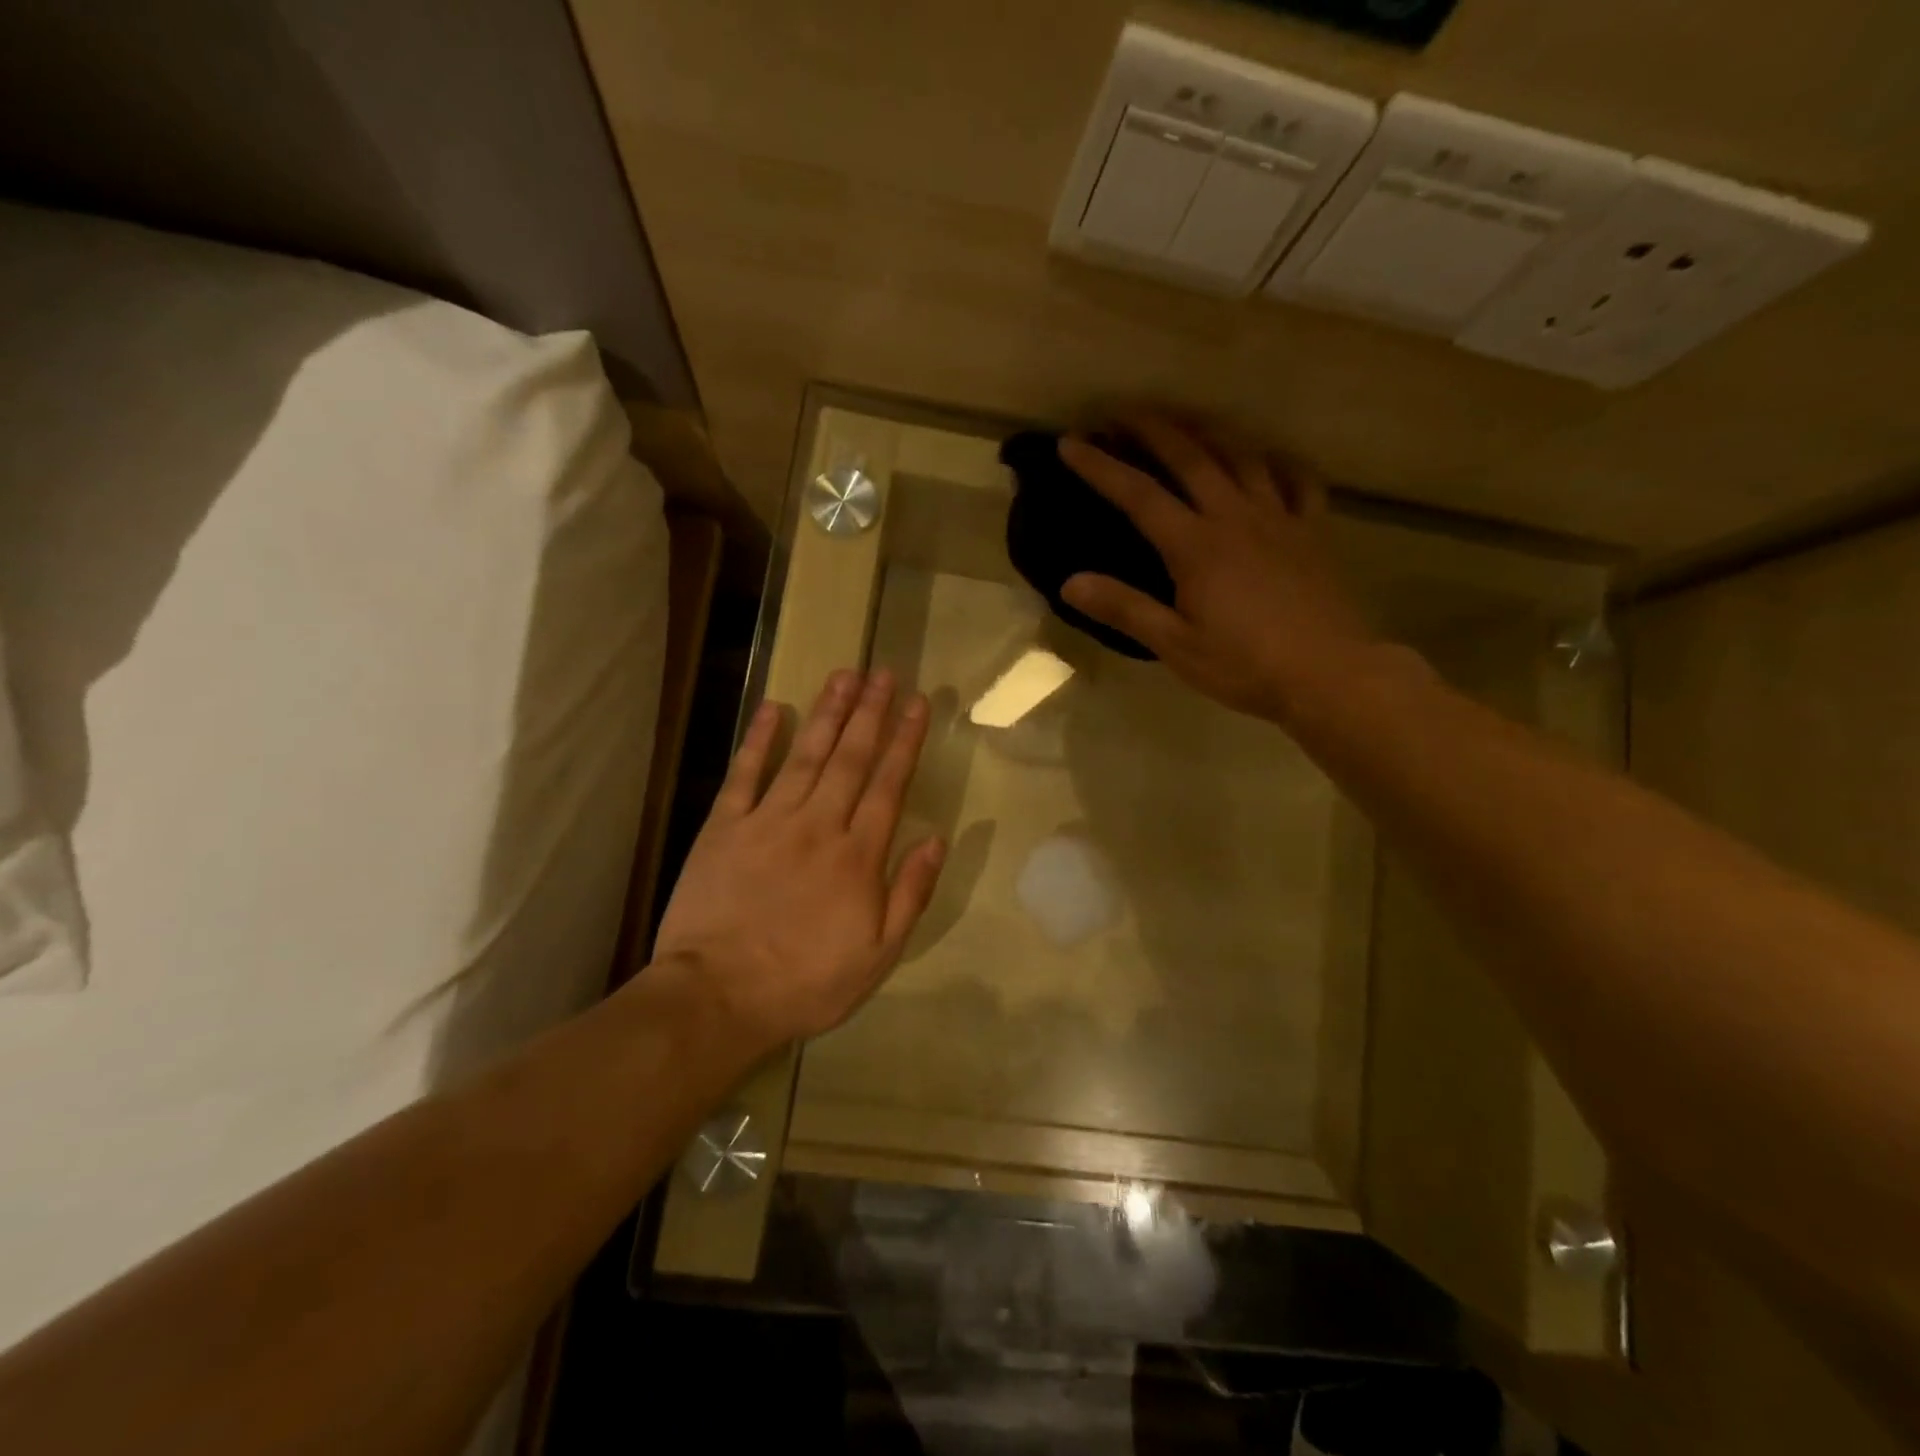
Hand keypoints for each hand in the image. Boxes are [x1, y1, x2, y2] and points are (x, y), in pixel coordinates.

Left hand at [653, 669, 945, 1051]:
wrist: (717, 996)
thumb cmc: (805, 982)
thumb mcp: (878, 955)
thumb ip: (910, 893)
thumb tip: (936, 839)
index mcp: (858, 856)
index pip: (888, 785)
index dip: (905, 741)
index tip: (918, 704)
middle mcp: (818, 825)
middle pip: (850, 758)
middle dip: (870, 712)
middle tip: (884, 672)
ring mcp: (768, 821)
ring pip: (805, 755)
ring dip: (827, 712)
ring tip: (844, 676)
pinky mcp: (724, 827)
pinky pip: (745, 774)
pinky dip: (758, 739)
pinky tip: (772, 707)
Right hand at [1058, 412, 1377, 724]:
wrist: (1329, 674)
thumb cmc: (1245, 665)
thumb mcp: (1175, 645)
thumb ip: (1124, 609)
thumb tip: (1070, 583)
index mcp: (1195, 546)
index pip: (1138, 494)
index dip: (1101, 466)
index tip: (1070, 443)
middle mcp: (1234, 517)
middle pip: (1190, 457)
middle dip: (1153, 428)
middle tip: (1123, 411)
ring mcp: (1278, 518)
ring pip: (1242, 456)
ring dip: (1209, 430)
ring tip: (1187, 420)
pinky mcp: (1312, 531)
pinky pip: (1297, 482)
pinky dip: (1279, 463)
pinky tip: (1269, 459)